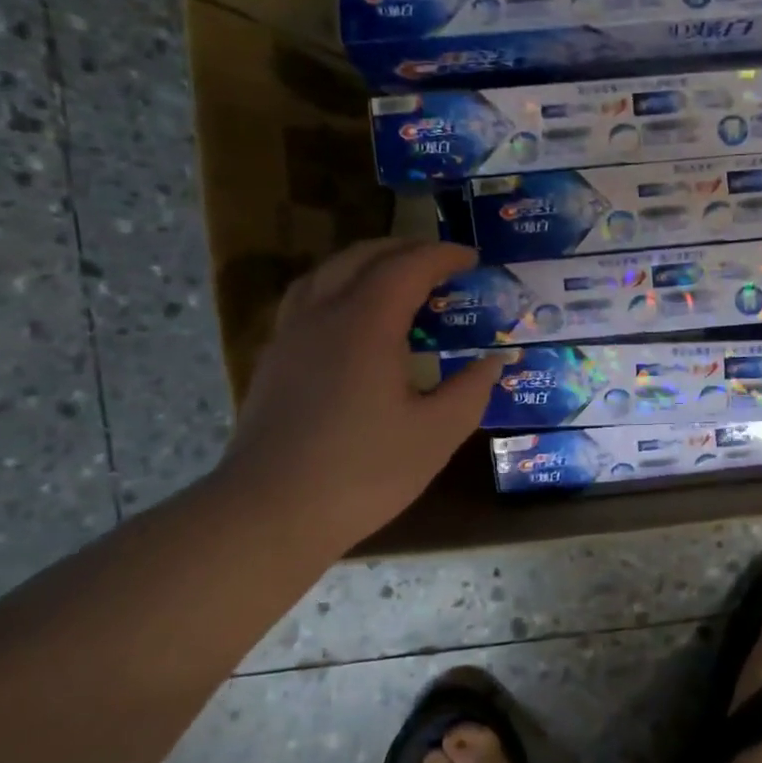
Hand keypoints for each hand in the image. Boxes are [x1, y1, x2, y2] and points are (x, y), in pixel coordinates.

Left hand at [214, 239, 504, 557]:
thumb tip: (492, 362)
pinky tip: (352, 317)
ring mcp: (291, 336)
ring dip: (366, 262)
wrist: (270, 513)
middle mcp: (323, 315)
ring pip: (326, 273)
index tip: (473, 258)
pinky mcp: (274, 360)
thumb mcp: (436, 434)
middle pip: (362, 257)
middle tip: (442, 261)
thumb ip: (471, 390)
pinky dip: (339, 286)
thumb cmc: (363, 472)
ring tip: (396, 276)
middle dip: (406, 249)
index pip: (408, 267)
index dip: (443, 256)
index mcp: (366, 325)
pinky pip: (307, 298)